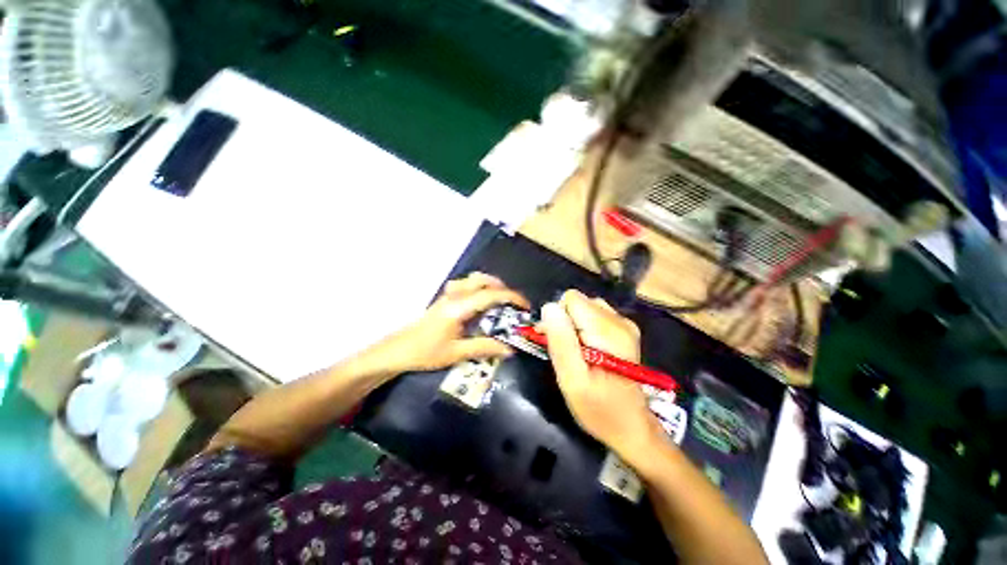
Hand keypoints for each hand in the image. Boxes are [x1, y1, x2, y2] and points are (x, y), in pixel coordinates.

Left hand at [376, 272, 530, 373]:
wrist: (398, 350)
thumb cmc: (426, 353)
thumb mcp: (457, 353)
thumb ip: (484, 348)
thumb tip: (509, 349)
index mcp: (459, 307)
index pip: (490, 295)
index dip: (511, 297)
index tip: (525, 305)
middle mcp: (454, 296)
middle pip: (482, 279)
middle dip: (502, 287)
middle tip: (513, 303)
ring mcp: (448, 295)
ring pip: (473, 279)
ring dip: (490, 285)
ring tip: (500, 301)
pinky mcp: (445, 299)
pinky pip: (465, 285)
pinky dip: (478, 287)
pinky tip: (480, 303)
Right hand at [541, 290, 664, 464]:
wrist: (632, 427)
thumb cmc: (599, 408)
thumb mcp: (572, 380)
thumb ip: (560, 341)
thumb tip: (549, 307)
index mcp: (608, 330)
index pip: (571, 299)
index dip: (557, 317)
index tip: (554, 341)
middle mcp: (619, 320)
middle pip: (578, 302)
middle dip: (564, 322)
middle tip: (565, 352)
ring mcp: (624, 324)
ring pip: (585, 308)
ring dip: (573, 325)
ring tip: (575, 352)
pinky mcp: (624, 330)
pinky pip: (594, 316)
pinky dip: (584, 329)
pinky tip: (587, 350)